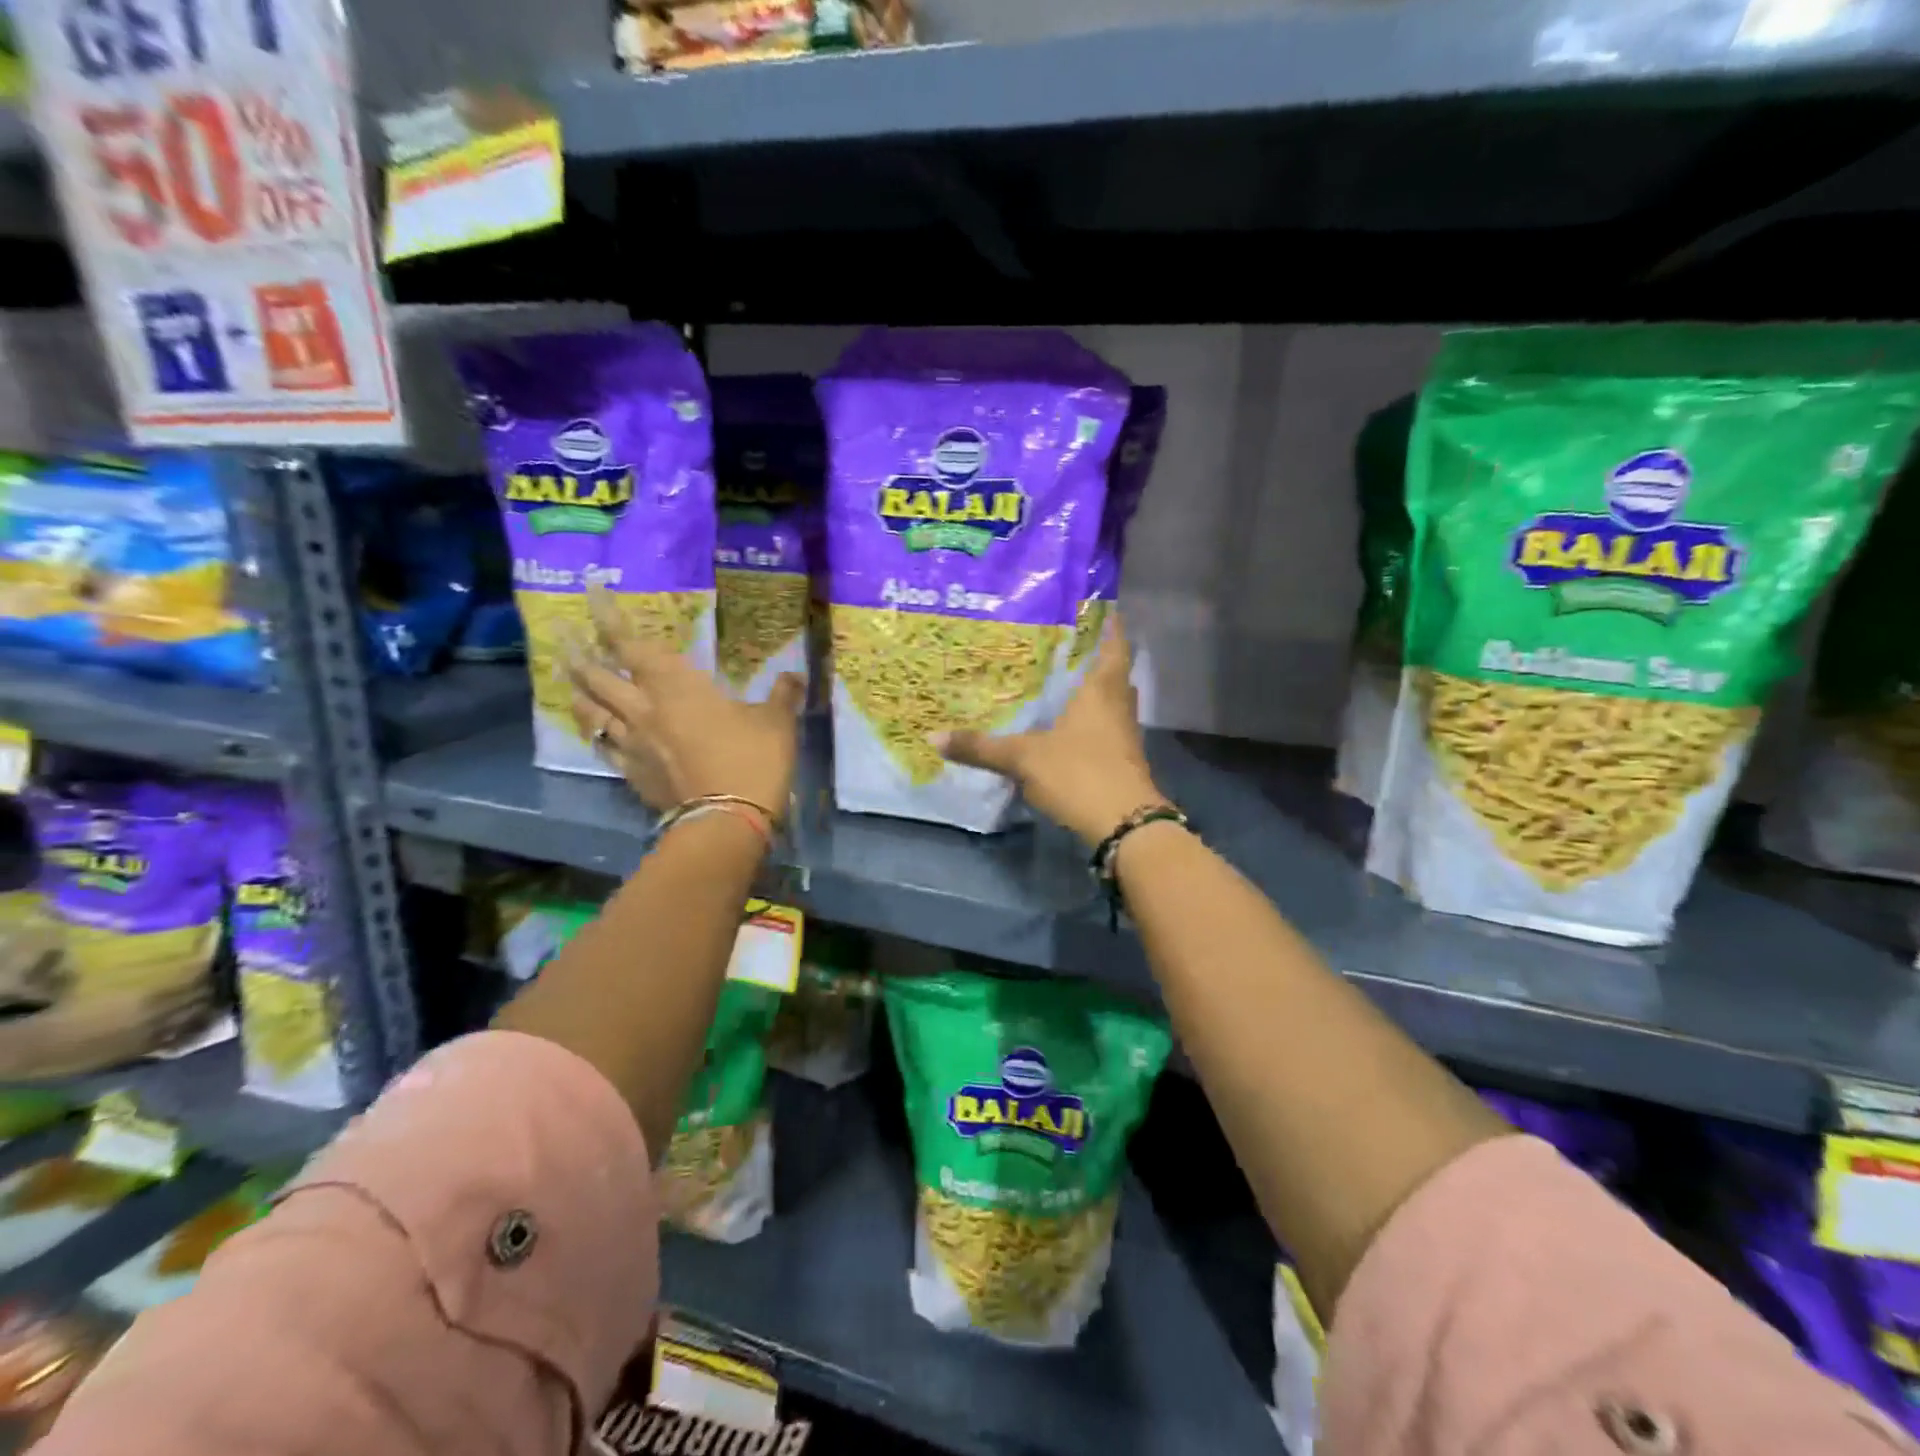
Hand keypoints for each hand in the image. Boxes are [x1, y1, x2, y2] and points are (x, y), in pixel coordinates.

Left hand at [570, 587, 803, 816]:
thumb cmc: (753, 760)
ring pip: (590, 712)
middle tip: (563, 634)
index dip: (608, 617)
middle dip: (579, 652)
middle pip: (597, 677)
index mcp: (676, 687)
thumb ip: (783, 695)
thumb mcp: (777, 723)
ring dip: (577, 692)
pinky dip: (597, 733)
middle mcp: (643, 710)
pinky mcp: (633, 775)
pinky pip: (604, 747)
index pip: (630, 645)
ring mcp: (633, 745)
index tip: (590, 591)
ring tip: (570, 679)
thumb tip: (794, 675)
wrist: (727, 821)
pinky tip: (597, 731)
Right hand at [937, 615, 1165, 846]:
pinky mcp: (1122, 755)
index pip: (1114, 639)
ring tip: (1056, 674)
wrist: (1124, 825)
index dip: (1106, 619)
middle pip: (1112, 666)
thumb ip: (981, 747)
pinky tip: (1064, 720)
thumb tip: (933, 737)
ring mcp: (1124, 731)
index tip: (1089, 602)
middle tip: (1058, 638)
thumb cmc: (1080, 773)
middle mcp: (1118, 702)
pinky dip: (1088, 715)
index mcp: (1102, 687)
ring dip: (1090, 685)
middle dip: (1090, 652)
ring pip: (1109, 696)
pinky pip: (1105, 722)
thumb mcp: (1024, 758)